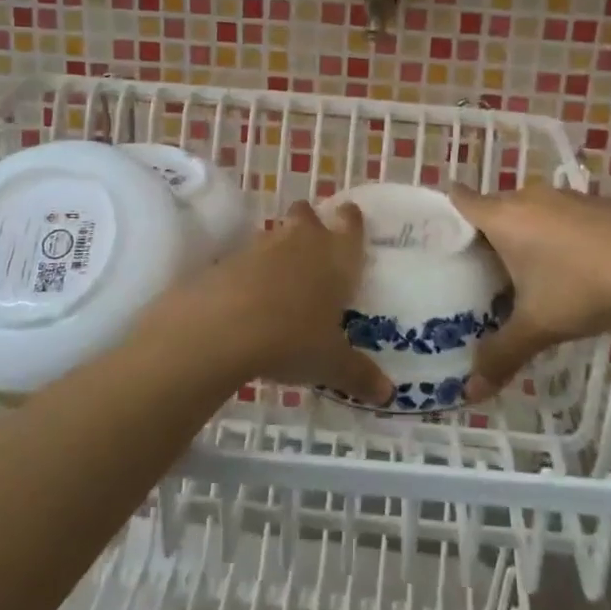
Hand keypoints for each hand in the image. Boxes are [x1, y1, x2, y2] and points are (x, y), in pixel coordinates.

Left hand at [161, 201, 393, 405]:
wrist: (223, 326)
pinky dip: (249, 272)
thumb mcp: (330, 363)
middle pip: (307, 215)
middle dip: (310, 223)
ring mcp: (261, 247)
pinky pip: (246, 259)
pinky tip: (249, 298)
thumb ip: (359, 374)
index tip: (350, 218)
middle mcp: (301, 241)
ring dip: (279, 249)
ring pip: (275, 234)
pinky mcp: (227, 261)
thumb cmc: (293, 338)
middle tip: (313, 247)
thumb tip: (387, 394)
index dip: (350, 219)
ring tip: (282, 280)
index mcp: (336, 257)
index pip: (350, 224)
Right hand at [450, 183, 610, 402]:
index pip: (462, 199)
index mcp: (504, 217)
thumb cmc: (582, 290)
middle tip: (481, 269)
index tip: (439, 233)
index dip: (447, 212)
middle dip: (488, 233)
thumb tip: (470, 393)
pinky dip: (559, 233)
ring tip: (527, 270)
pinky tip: (574, 265)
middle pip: (496, 207)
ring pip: (532, 209)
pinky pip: (563, 214)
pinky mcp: (598, 203)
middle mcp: (530, 197)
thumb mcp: (538, 327)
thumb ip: (501, 355)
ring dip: (527, 232)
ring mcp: (568, 197)